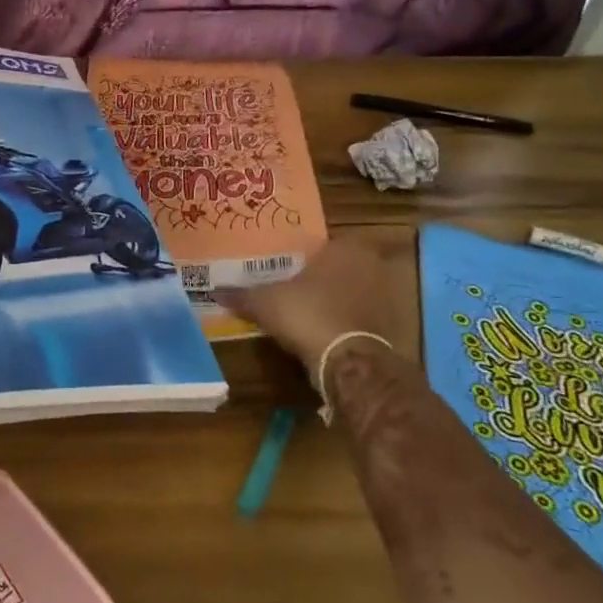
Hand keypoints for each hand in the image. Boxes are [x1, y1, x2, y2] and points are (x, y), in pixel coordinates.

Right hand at [216, 236, 401, 387]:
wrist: (349, 362)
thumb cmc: (308, 313)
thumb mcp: (265, 302)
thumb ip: (242, 295)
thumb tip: (215, 291)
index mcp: (347, 248)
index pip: (323, 240)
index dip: (303, 250)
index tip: (284, 260)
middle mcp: (371, 266)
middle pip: (337, 265)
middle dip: (317, 274)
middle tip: (289, 281)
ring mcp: (383, 298)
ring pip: (349, 291)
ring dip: (330, 298)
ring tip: (300, 306)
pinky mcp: (386, 328)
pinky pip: (356, 316)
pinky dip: (340, 321)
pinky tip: (318, 329)